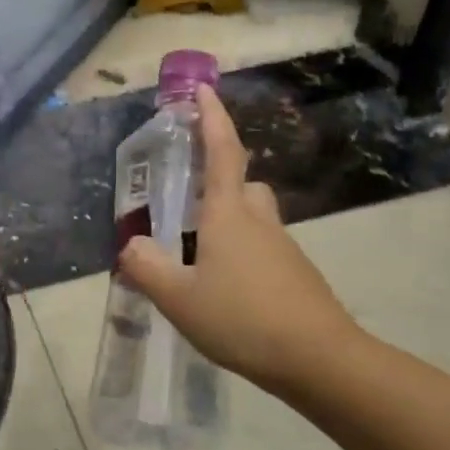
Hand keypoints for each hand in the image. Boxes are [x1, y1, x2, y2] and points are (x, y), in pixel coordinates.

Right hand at [118, 85, 358, 397]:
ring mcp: (283, 249)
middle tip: (188, 204)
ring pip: (253, 219)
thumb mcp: (179, 298)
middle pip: (242, 185)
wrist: (319, 359)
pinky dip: (241, 256)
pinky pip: (262, 250)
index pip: (221, 153)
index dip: (212, 119)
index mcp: (228, 216)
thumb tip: (130, 244)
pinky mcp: (295, 275)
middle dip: (219, 181)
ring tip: (197, 258)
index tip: (203, 89)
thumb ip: (148, 268)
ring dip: (228, 224)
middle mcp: (259, 222)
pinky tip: (225, 292)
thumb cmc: (243, 319)